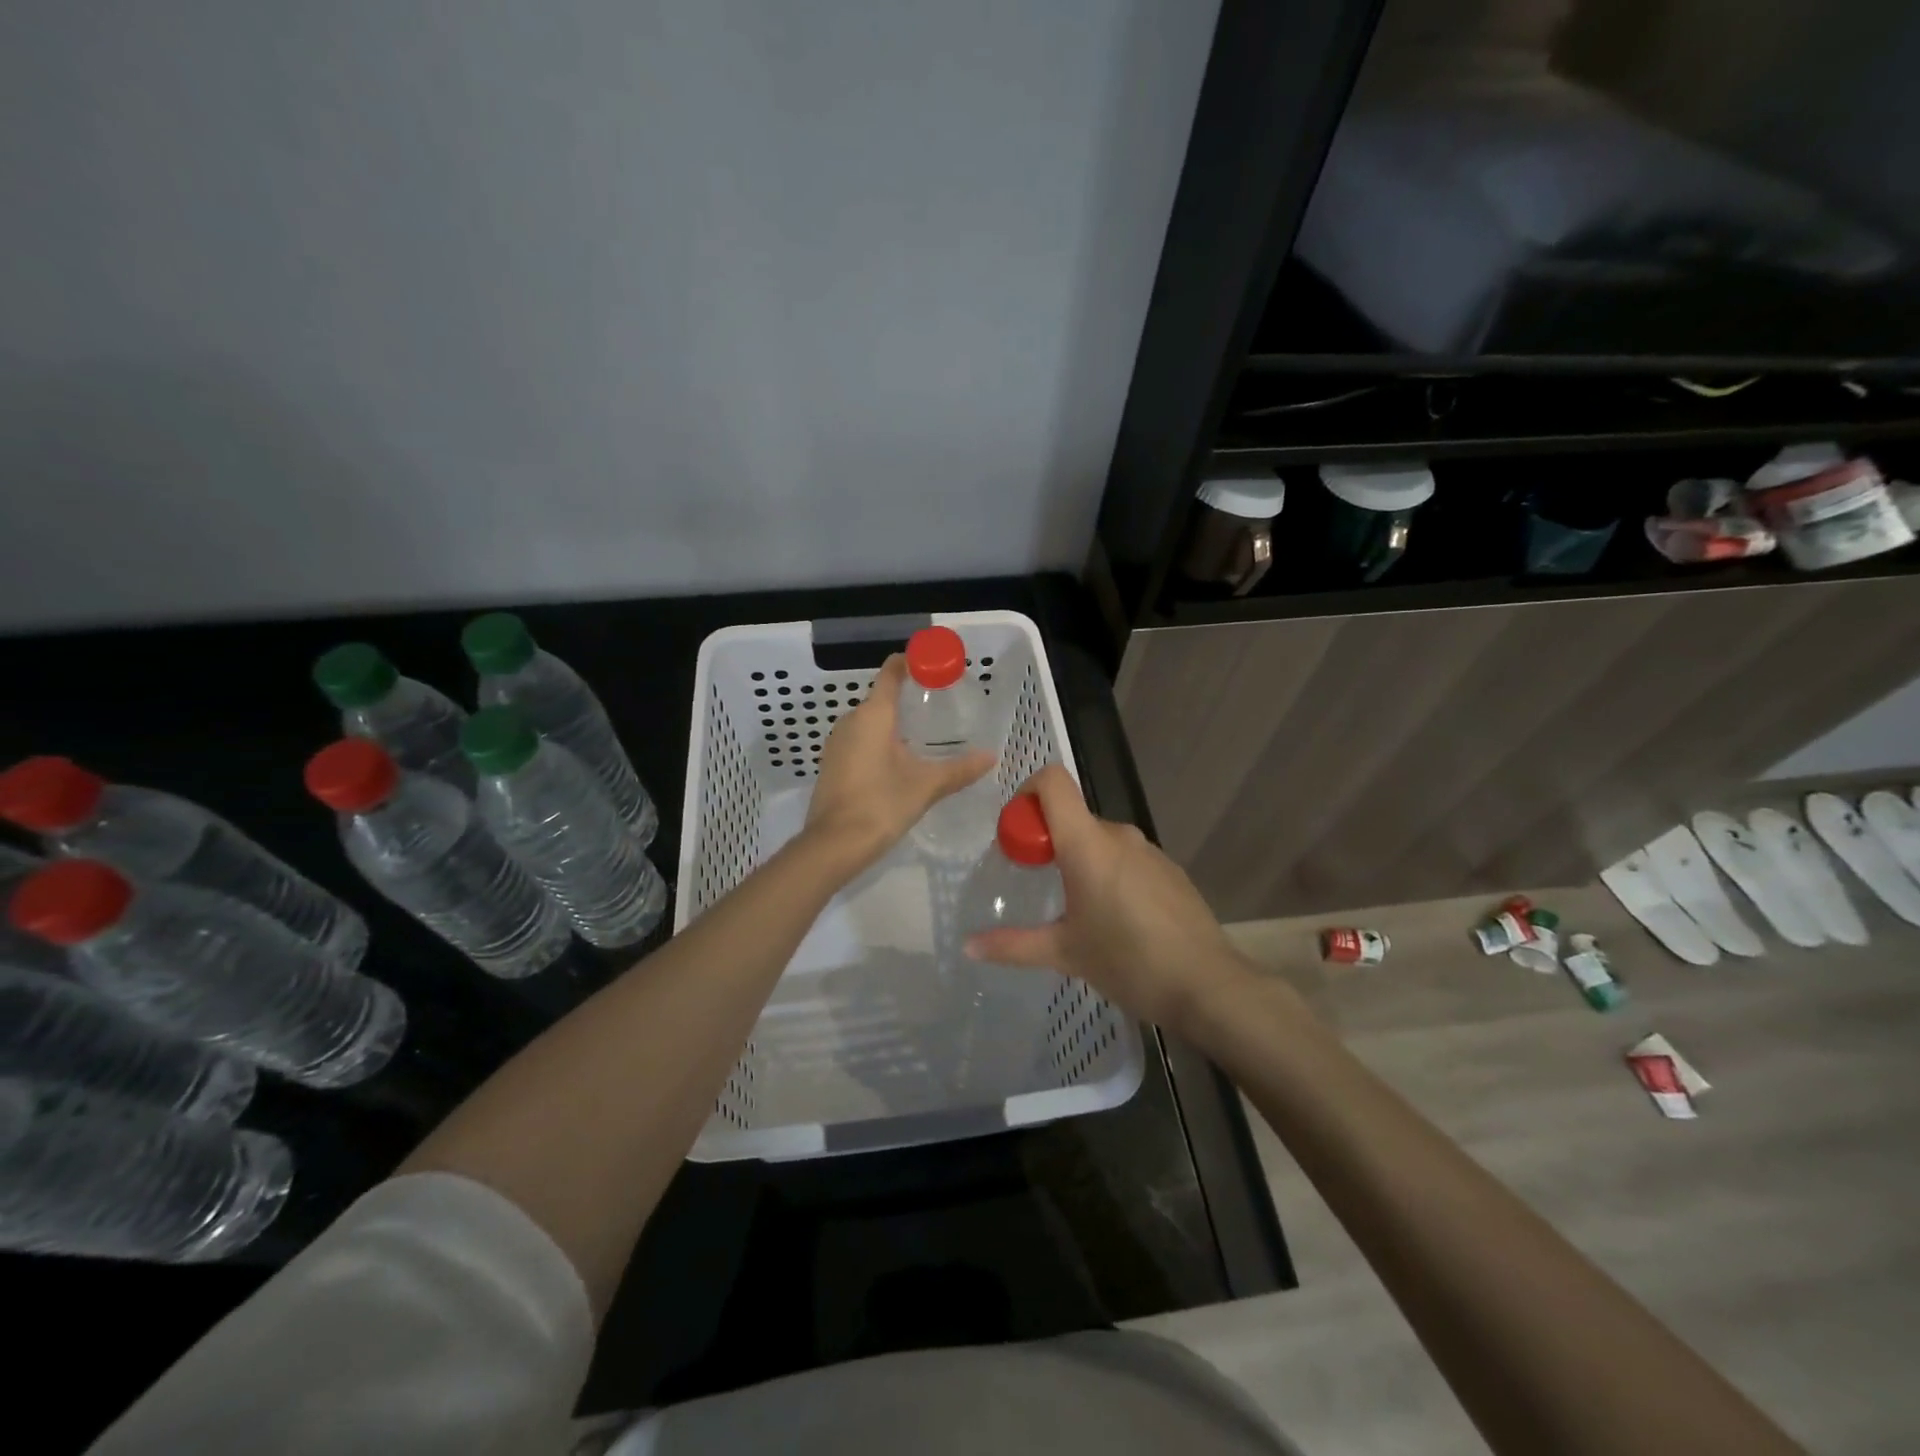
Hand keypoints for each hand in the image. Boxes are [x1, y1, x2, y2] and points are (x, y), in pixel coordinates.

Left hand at [802, 654, 995, 875]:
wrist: (834, 845)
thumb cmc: (881, 804)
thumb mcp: (926, 786)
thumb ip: (960, 769)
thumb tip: (992, 756)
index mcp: (873, 714)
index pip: (891, 672)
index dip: (911, 663)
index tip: (934, 666)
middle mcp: (851, 720)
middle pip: (881, 697)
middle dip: (909, 698)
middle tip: (940, 707)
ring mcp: (837, 742)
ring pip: (869, 721)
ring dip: (894, 723)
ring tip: (925, 735)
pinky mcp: (832, 764)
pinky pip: (860, 740)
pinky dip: (880, 742)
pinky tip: (899, 761)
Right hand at [963, 764, 1253, 1032]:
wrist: (1207, 985)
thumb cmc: (1128, 962)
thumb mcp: (1064, 953)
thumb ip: (1013, 945)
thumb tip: (969, 946)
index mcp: (1087, 843)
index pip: (1053, 782)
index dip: (1027, 793)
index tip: (1016, 834)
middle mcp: (1118, 835)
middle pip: (1072, 815)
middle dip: (1047, 841)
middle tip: (1035, 885)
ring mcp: (1149, 850)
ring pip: (1100, 839)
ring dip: (1079, 860)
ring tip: (1075, 909)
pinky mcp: (1169, 870)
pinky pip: (1126, 857)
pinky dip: (1109, 873)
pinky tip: (1115, 919)